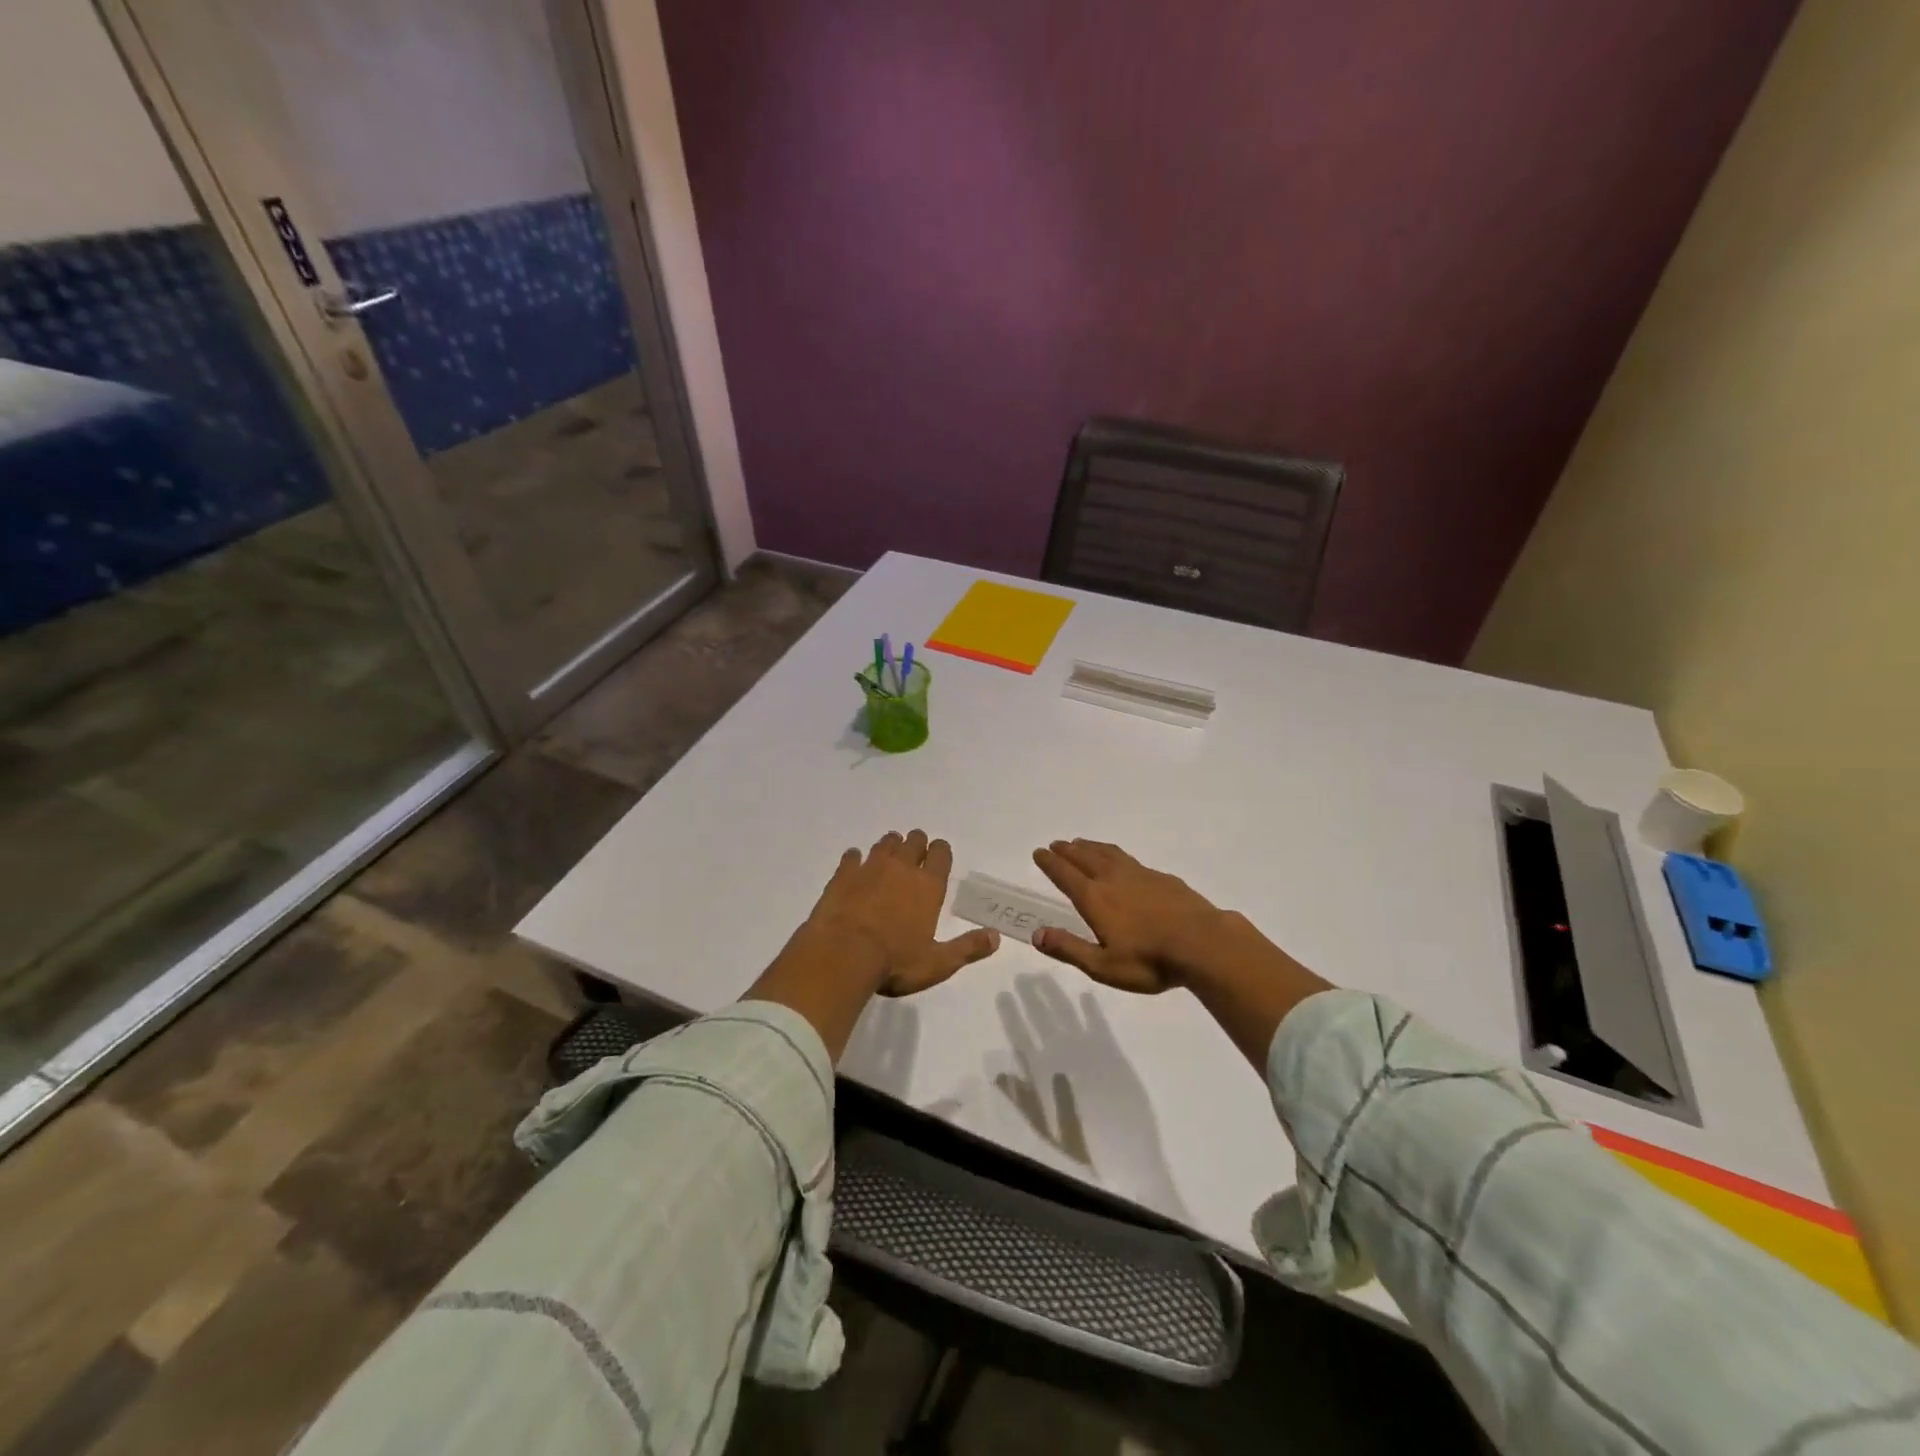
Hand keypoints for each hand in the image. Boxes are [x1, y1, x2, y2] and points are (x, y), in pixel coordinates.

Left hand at [747, 830, 1001, 1061]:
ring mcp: (870, 867)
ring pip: (885, 843)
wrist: (842, 955)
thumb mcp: (937, 963)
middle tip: (915, 855)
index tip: (938, 856)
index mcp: (928, 886)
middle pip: (913, 841)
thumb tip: (996, 937)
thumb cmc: (895, 962)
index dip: (941, 851)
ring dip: (890, 846)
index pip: (940, 853)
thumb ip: (967, 948)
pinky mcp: (843, 874)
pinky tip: (855, 865)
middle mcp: (901, 868)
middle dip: (917, 844)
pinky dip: (856, 858)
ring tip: (890, 856)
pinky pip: (852, 856)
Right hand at [1030, 839, 1231, 992]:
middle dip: (1067, 851)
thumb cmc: (1149, 960)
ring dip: (1090, 847)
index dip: (1050, 863)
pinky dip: (1114, 854)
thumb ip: (1069, 948)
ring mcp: (1139, 875)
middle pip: (1085, 858)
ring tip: (1080, 843)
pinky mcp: (1161, 878)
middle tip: (1056, 844)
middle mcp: (1113, 879)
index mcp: (1095, 898)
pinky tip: (1120, 860)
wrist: (1203, 943)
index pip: (1065, 875)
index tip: (1039, 852)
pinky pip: (1128, 858)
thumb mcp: (1103, 965)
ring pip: (1108, 854)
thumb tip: (1036, 934)